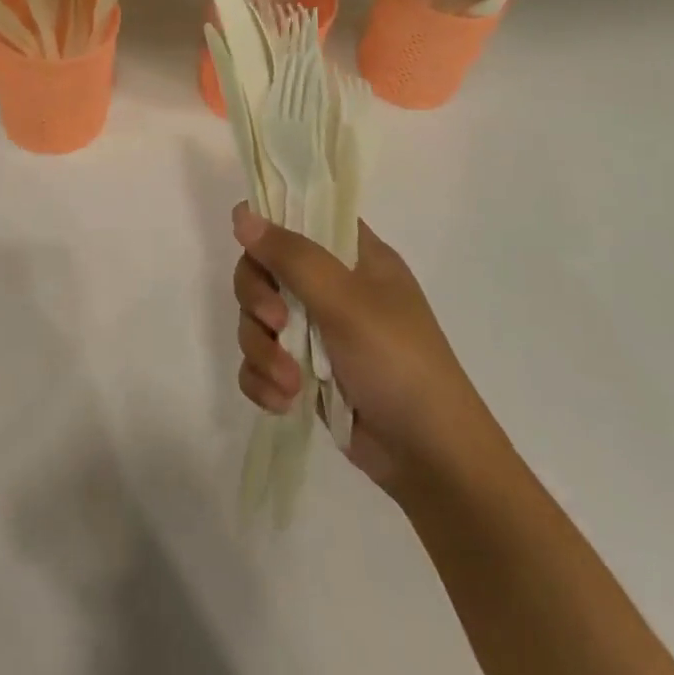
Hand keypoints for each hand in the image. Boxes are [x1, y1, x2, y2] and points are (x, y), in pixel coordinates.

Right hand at [232, 202, 487, 499]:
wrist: (432, 460)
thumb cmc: (398, 363)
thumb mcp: (346, 302)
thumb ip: (292, 256)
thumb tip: (241, 214)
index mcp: (353, 256)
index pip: (301, 217)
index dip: (271, 226)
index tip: (253, 249)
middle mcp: (332, 287)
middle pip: (264, 269)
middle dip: (259, 301)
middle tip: (275, 323)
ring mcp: (317, 332)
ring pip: (257, 319)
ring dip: (263, 350)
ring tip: (289, 381)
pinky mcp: (304, 373)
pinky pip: (260, 362)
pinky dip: (264, 379)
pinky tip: (284, 401)